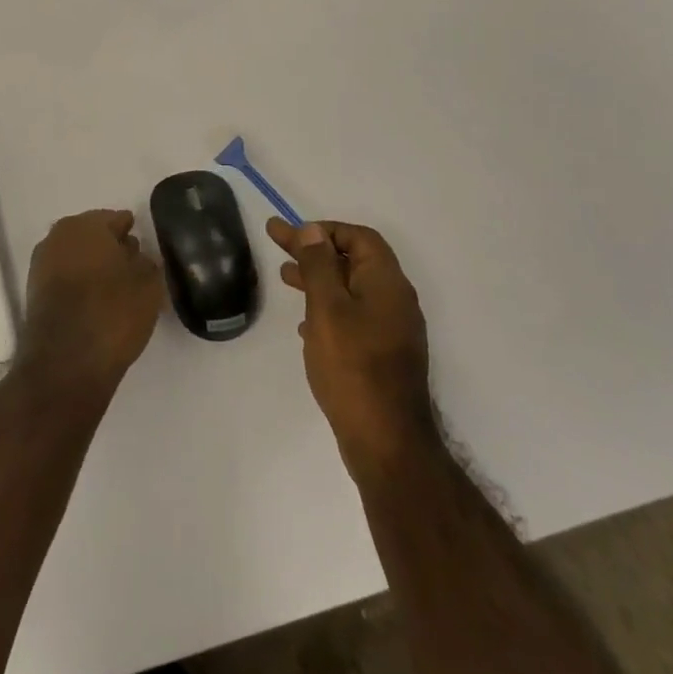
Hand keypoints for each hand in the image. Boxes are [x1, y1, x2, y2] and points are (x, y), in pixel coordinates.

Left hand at [19, 210, 164, 399]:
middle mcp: (59, 236)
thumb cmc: (112, 313)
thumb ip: (146, 262)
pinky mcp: (34, 292)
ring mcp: (42, 263)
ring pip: (77, 257)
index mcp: (87, 224)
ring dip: (94, 267)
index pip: (116, 219)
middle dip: (111, 248)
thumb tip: (137, 255)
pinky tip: (96, 302)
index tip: (144, 246)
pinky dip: (80, 285)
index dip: (132, 232)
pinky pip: (65, 279)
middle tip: (133, 267)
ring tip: (117, 289)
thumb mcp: (148, 285)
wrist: (65, 362)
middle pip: (92, 236)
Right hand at [268, 219, 431, 481]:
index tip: (292, 234)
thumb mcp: (327, 309)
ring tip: (284, 279)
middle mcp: (395, 301)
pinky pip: (354, 317)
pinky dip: (327, 309)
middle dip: (314, 251)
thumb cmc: (353, 367)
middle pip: (353, 261)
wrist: (387, 443)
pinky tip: (305, 324)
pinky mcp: (383, 356)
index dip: (325, 230)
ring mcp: (392, 331)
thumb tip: (313, 231)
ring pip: (351, 290)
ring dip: (318, 279)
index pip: (359, 238)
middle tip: (277, 244)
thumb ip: (319, 266)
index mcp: (387, 283)